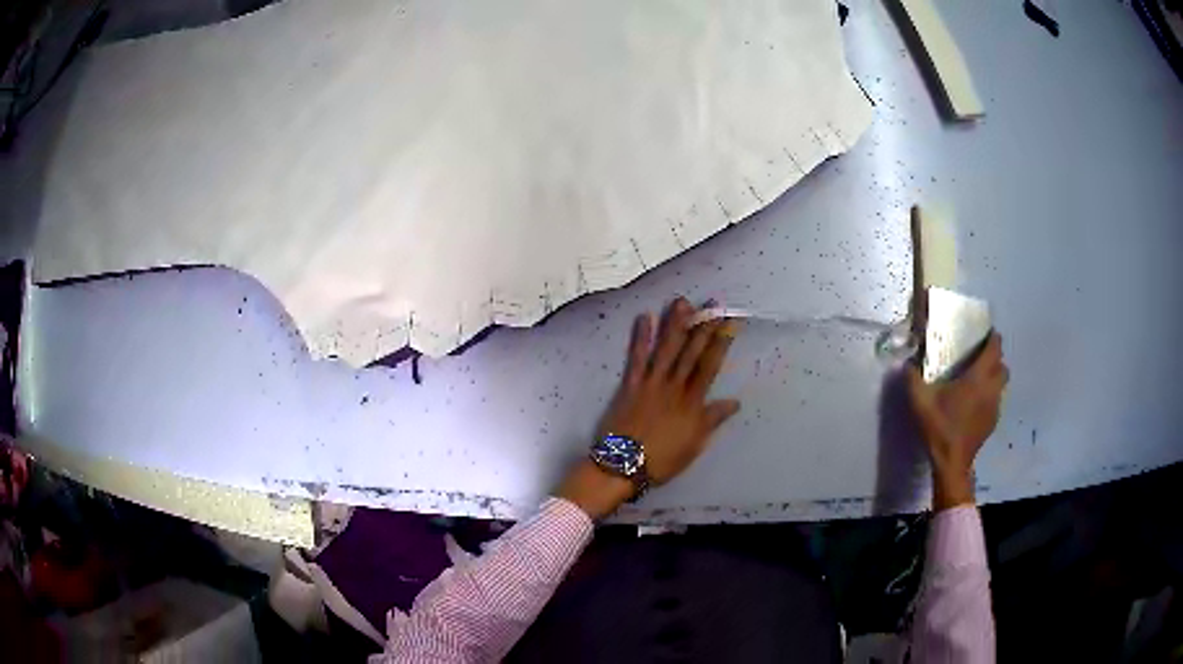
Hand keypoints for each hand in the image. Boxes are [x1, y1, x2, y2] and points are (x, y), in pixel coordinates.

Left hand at [558, 298, 741, 518]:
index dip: (721, 342)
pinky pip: (636, 358)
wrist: (625, 465)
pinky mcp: (630, 385)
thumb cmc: (663, 460)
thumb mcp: (695, 444)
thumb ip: (713, 420)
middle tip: (712, 304)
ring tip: (683, 302)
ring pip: (666, 349)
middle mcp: (674, 387)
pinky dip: (641, 338)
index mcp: (693, 402)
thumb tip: (735, 402)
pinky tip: (644, 318)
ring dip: (675, 325)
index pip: (710, 365)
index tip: (730, 323)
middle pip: (691, 352)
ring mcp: (651, 384)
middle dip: (704, 327)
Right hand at [907, 332, 1008, 510]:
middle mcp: (991, 389)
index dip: (994, 339)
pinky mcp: (993, 422)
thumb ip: (913, 379)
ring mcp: (994, 407)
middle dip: (996, 359)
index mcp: (977, 378)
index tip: (988, 334)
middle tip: (982, 358)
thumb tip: (906, 364)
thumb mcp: (920, 401)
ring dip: (994, 379)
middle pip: (1003, 367)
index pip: (994, 350)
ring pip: (1001, 385)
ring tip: (979, 381)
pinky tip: (976, 405)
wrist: (952, 462)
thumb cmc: (939, 426)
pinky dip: (990, 397)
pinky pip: (996, 401)